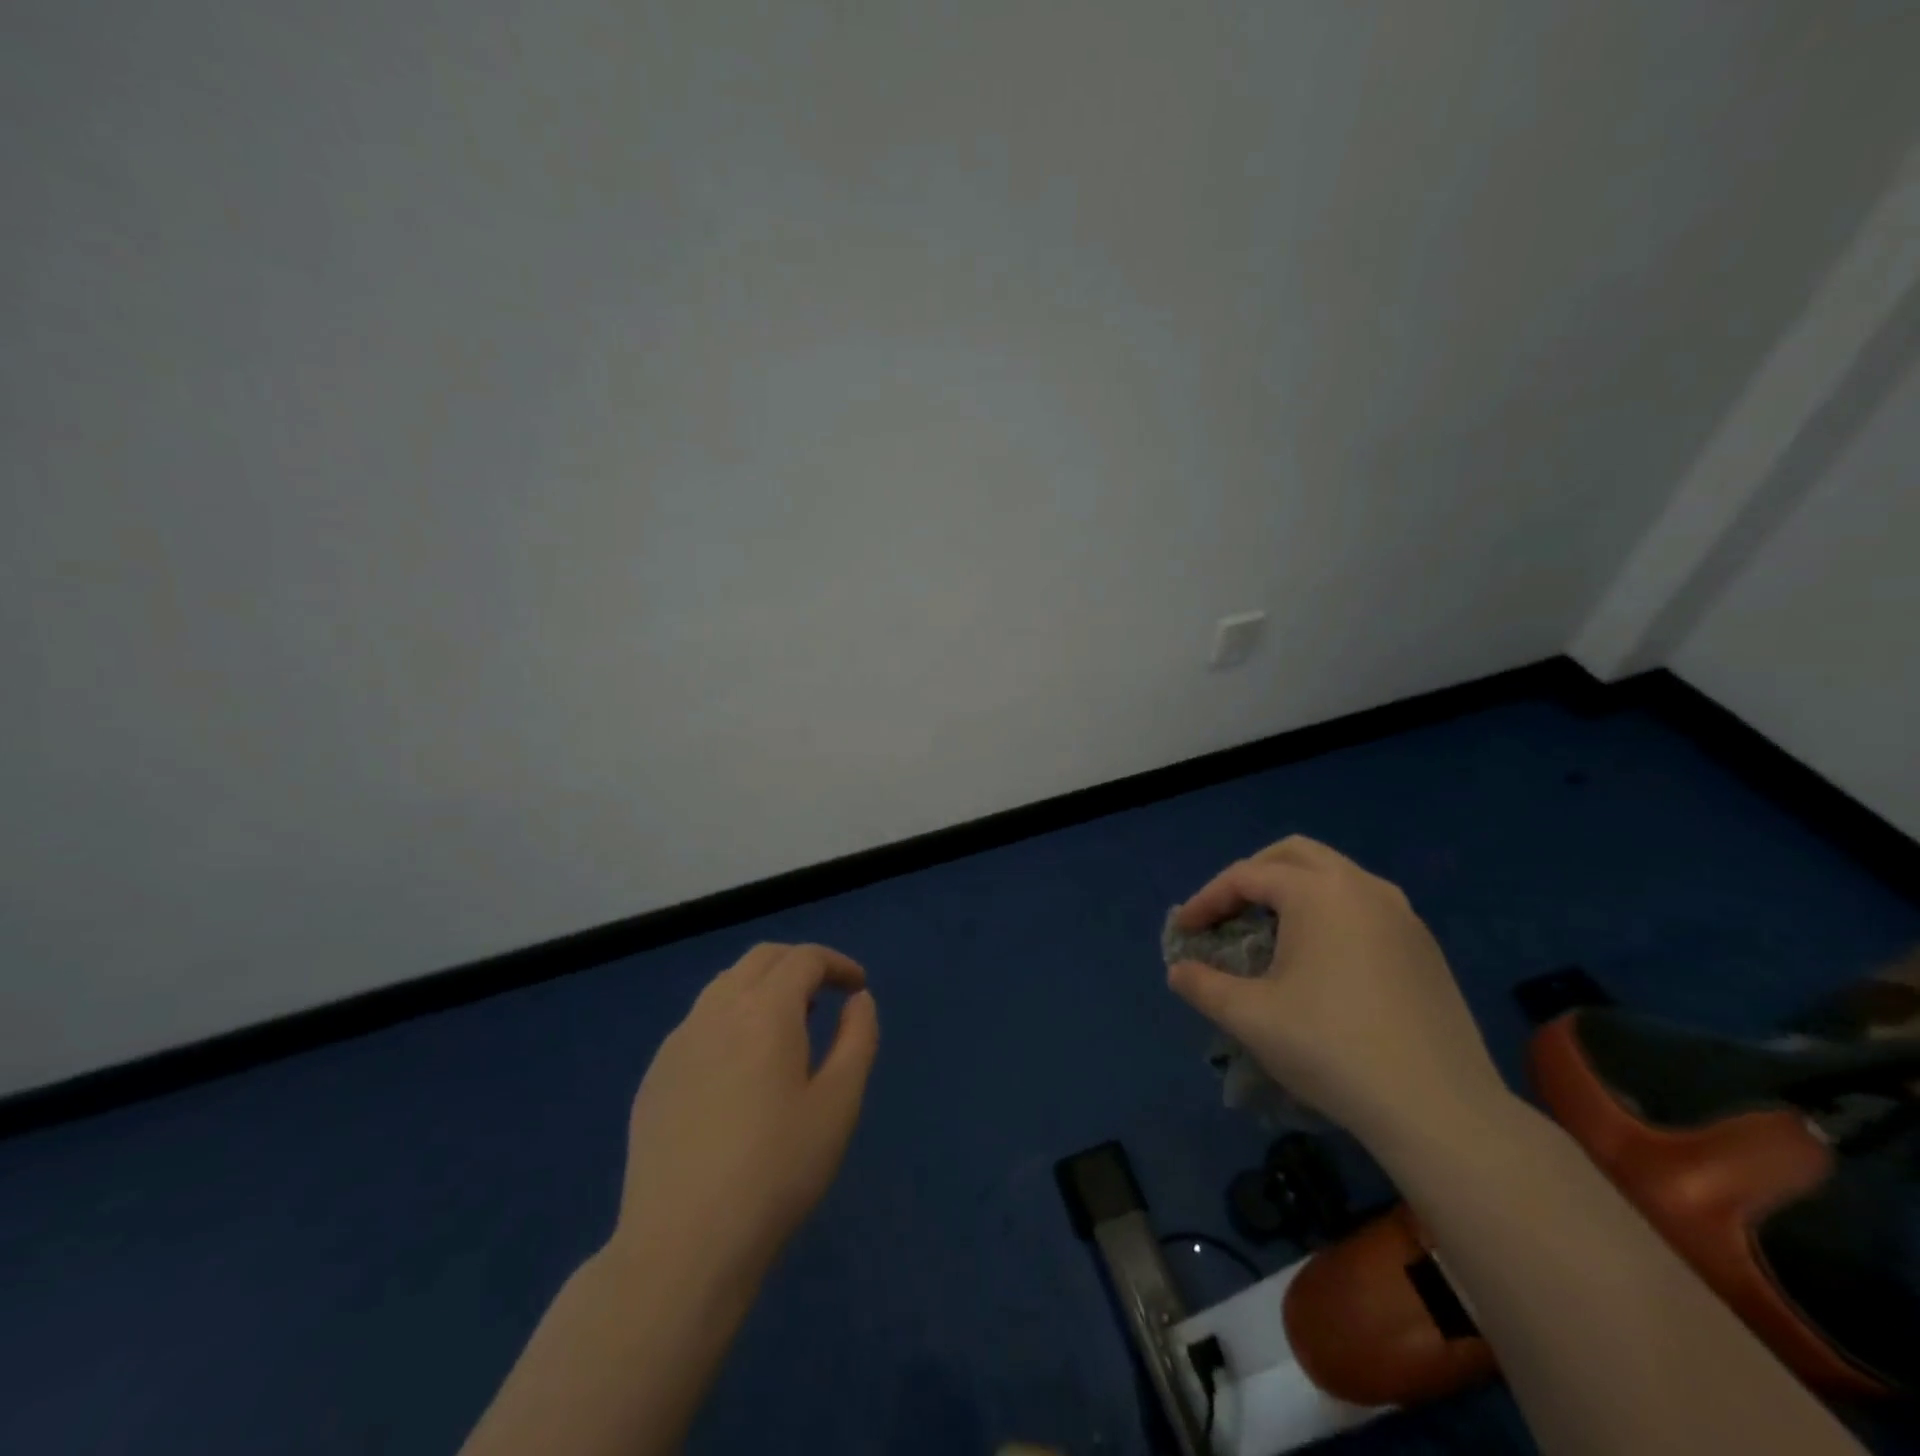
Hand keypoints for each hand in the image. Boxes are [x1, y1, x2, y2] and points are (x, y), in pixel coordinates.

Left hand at [611, 942, 878, 1281]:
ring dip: (763, 988)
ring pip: (725, 986)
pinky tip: (741, 1067)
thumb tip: (858, 1000)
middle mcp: (716, 1011)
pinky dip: (731, 1018)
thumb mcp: (838, 1104)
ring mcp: (678, 1042)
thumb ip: (857, 1039)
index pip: (804, 959)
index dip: (837, 964)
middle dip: (799, 964)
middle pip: (761, 959)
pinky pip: (700, 1022)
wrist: (682, 1246)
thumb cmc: (776, 1171)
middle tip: (826, 995)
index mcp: (765, 1010)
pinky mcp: (655, 1076)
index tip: (858, 987)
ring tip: (788, 1027)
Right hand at [1167, 836, 1507, 1148]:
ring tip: (1271, 931)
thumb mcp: (1250, 1017)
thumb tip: (1179, 972)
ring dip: (1294, 890)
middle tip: (1227, 911)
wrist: (1440, 1110)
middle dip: (1252, 874)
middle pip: (1294, 855)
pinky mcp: (1424, 948)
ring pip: (1335, 876)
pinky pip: (1364, 906)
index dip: (1206, 900)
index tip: (1183, 931)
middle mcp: (1363, 887)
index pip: (1246, 876)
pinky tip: (1322, 960)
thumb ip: (1203, 985)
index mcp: (1318, 892)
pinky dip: (1329, 913)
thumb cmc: (1331, 1048)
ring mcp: (1402, 915)